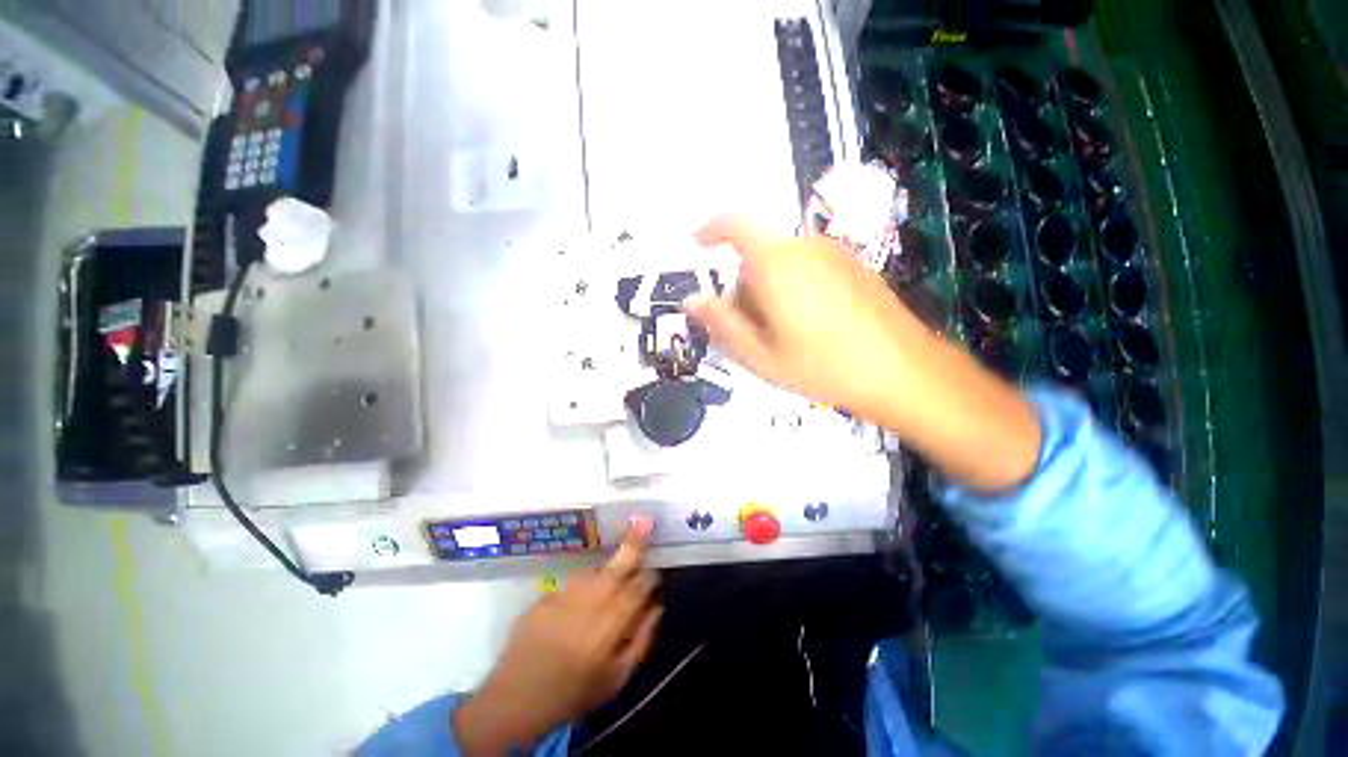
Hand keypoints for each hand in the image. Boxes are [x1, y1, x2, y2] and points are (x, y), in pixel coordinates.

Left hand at [453, 517, 661, 754]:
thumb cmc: (574, 692)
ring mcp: (568, 593)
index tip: (654, 572)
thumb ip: (642, 639)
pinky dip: (585, 583)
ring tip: (612, 575)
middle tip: (645, 520)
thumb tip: (657, 606)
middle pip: (620, 563)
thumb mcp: (617, 678)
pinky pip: (575, 581)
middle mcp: (593, 599)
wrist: (517, 699)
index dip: (650, 575)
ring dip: (609, 568)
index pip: (641, 585)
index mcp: (614, 622)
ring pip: (598, 570)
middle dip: (635, 541)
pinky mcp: (548, 594)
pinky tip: (581, 600)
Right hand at [686, 215, 930, 417]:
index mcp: (776, 262)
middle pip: (758, 255)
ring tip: (781, 335)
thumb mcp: (760, 355)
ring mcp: (834, 254)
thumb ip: (721, 324)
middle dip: (743, 286)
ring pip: (783, 263)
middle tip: (748, 330)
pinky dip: (794, 288)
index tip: (699, 247)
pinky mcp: (854, 266)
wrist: (902, 371)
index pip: (734, 224)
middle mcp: (804, 247)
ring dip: (769, 290)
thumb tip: (692, 301)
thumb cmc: (822, 366)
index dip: (710, 230)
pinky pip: (809, 267)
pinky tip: (810, 327)